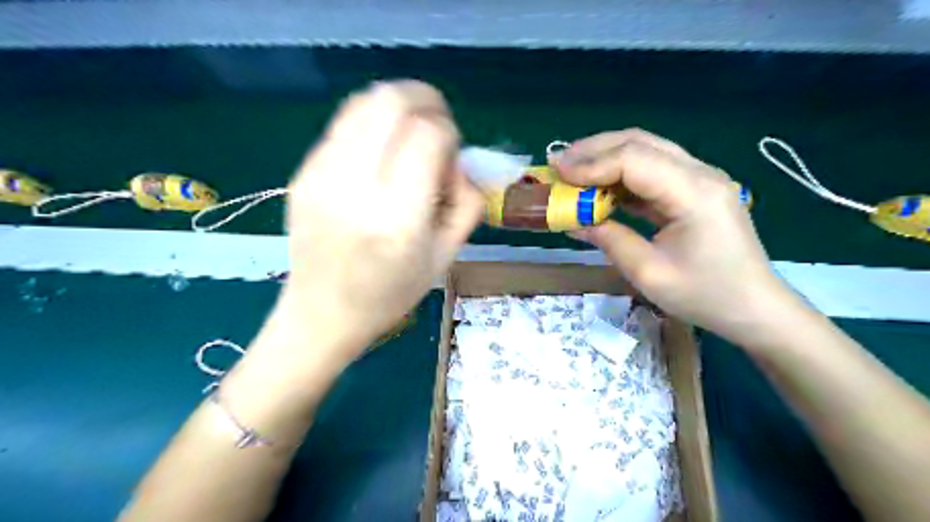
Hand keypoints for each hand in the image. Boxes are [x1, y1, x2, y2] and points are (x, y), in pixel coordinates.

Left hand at [273, 79, 482, 361]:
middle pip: (391, 101)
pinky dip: (371, 124)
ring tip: (409, 134)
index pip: (429, 136)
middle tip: (437, 126)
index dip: (450, 134)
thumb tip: (460, 162)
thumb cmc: (390, 293)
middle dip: (426, 100)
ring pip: (363, 102)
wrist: (322, 314)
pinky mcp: (302, 173)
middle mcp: (354, 188)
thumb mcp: (446, 256)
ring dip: (397, 106)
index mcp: (397, 219)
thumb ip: (468, 201)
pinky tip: (380, 154)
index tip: (451, 158)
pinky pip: (343, 124)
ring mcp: (320, 175)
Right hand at [554, 129, 803, 342]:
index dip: (591, 164)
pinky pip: (652, 169)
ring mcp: (700, 178)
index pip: (634, 160)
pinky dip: (621, 174)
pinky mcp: (695, 189)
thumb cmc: (705, 296)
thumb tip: (572, 220)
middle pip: (640, 142)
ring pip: (646, 150)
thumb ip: (608, 239)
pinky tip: (599, 186)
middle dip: (594, 150)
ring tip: (572, 170)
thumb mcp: (648, 273)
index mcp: (694, 193)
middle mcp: (700, 173)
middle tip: (558, 163)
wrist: (755, 307)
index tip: (557, 173)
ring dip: (606, 156)